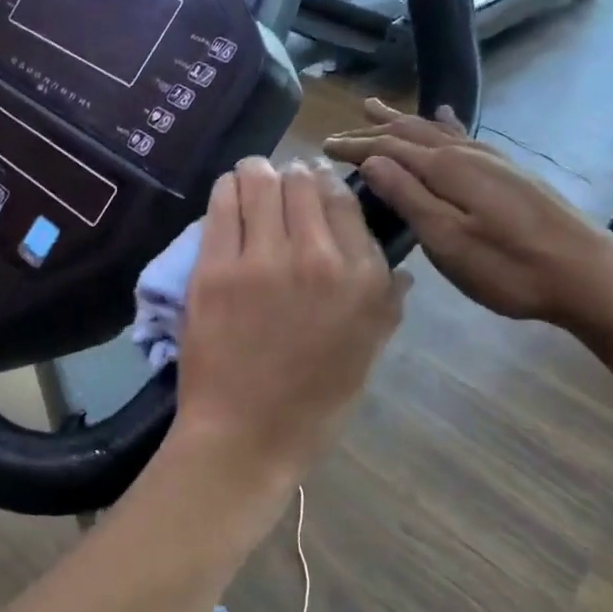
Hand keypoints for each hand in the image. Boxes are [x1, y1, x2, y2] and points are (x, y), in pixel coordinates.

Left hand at [171, 157, 406, 486]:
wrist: (244, 436)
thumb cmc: (312, 405)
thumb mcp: (367, 355)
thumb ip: (386, 304)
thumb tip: (397, 269)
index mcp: (363, 279)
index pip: (345, 200)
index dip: (327, 187)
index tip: (316, 189)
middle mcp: (318, 257)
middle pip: (303, 180)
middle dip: (293, 176)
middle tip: (283, 187)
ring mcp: (262, 259)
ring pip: (260, 178)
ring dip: (259, 175)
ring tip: (254, 185)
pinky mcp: (215, 267)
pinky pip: (222, 201)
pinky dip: (228, 191)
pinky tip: (230, 198)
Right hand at [323, 99, 612, 326]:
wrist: (587, 273)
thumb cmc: (509, 267)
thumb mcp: (448, 240)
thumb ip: (409, 197)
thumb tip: (371, 161)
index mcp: (448, 168)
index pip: (389, 147)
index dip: (356, 146)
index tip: (324, 147)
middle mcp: (467, 153)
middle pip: (411, 133)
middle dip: (374, 131)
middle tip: (342, 130)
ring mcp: (492, 160)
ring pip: (436, 131)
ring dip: (403, 121)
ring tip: (378, 109)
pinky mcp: (508, 173)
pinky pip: (461, 136)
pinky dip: (441, 125)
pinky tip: (445, 117)